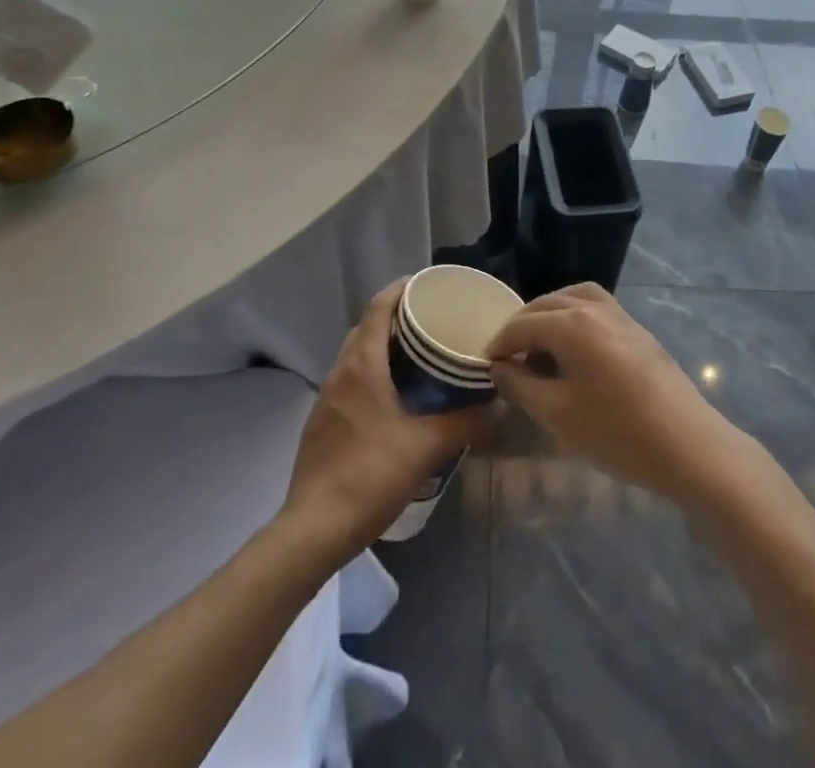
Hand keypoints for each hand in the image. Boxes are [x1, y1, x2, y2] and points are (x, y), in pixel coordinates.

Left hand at [282, 280, 496, 559]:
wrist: (313, 529)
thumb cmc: (370, 475)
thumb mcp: (427, 447)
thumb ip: (466, 422)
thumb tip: (500, 405)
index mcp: (362, 365)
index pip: (379, 307)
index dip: (401, 289)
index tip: (428, 285)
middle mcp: (341, 372)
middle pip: (367, 327)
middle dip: (396, 317)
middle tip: (431, 321)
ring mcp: (327, 397)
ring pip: (356, 355)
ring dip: (382, 346)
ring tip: (418, 355)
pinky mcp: (322, 422)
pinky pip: (350, 380)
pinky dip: (372, 373)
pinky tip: (394, 397)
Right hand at [485, 284, 746, 506]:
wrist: (689, 446)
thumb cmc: (617, 433)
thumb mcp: (558, 415)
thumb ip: (521, 386)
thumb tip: (500, 367)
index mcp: (571, 323)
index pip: (522, 324)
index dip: (499, 343)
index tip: (486, 366)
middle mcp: (595, 308)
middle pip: (547, 304)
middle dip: (522, 326)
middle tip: (508, 357)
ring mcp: (621, 316)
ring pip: (574, 298)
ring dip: (550, 315)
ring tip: (538, 346)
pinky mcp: (638, 330)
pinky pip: (596, 308)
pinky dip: (575, 317)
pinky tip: (573, 350)